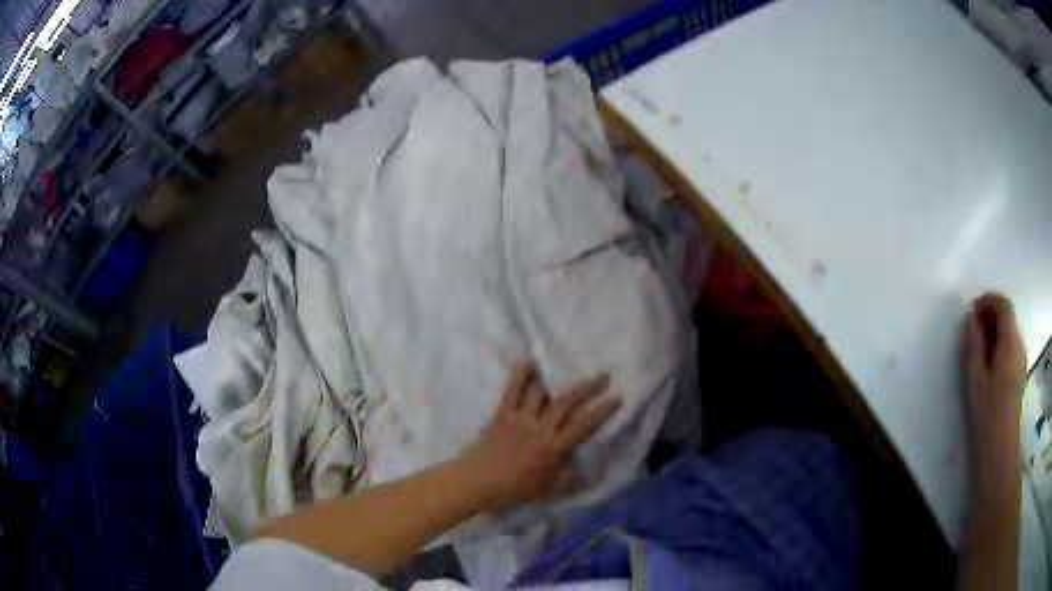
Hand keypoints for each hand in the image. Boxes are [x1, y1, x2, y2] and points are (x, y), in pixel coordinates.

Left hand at [461, 360, 621, 513]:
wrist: (480, 481)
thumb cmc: (516, 488)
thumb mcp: (549, 491)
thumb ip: (575, 483)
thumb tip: (600, 477)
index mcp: (554, 447)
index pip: (584, 425)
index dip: (602, 411)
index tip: (616, 397)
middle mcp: (540, 428)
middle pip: (566, 403)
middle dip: (587, 388)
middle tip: (603, 376)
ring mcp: (521, 419)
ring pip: (540, 394)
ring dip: (555, 378)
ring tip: (567, 365)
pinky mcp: (503, 414)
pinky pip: (512, 392)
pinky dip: (519, 376)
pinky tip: (528, 362)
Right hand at [963, 293, 1025, 477]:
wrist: (999, 450)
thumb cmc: (987, 414)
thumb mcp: (975, 379)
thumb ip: (974, 344)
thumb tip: (971, 319)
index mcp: (1010, 343)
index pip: (1004, 305)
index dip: (988, 300)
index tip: (971, 311)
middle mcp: (1019, 346)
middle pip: (1008, 317)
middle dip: (990, 316)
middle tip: (971, 332)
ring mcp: (1021, 361)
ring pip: (1009, 333)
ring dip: (994, 332)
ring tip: (977, 351)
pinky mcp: (1019, 375)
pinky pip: (1010, 349)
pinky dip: (998, 346)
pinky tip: (987, 367)